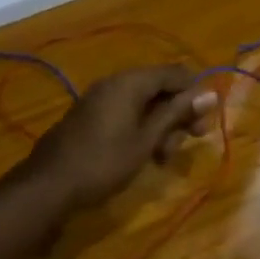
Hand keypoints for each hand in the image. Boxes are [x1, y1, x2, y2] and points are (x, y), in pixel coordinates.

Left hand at [24, 65, 214, 209]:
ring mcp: (100, 100)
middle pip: (159, 88)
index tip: (206, 120)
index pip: (174, 73)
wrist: (49, 185)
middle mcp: (114, 83)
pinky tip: (146, 155)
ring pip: (143, 104)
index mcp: (129, 82)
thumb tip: (210, 93)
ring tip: (164, 156)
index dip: (194, 93)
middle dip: (178, 113)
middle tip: (191, 140)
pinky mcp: (91, 117)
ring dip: (161, 126)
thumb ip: (176, 114)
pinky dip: (141, 130)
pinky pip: (125, 114)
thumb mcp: (147, 140)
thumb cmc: (104, 162)